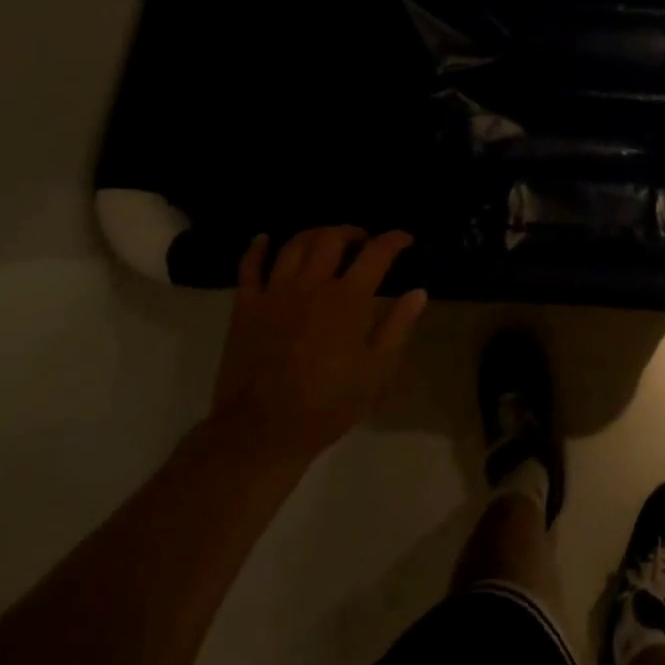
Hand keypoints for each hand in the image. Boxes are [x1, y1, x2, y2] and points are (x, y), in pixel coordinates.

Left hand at [210, 227, 427, 465]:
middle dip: (353, 233)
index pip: (376, 253)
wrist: (261, 432)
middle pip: (332, 238)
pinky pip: (249, 267)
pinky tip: (265, 240)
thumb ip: (398, 326)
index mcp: (348, 300)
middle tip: (365, 242)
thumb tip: (418, 292)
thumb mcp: (377, 371)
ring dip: (315, 234)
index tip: (406, 239)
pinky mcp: (245, 307)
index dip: (394, 240)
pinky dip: (258, 248)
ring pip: (294, 245)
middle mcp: (312, 286)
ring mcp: (275, 294)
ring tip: (328, 241)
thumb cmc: (328, 404)